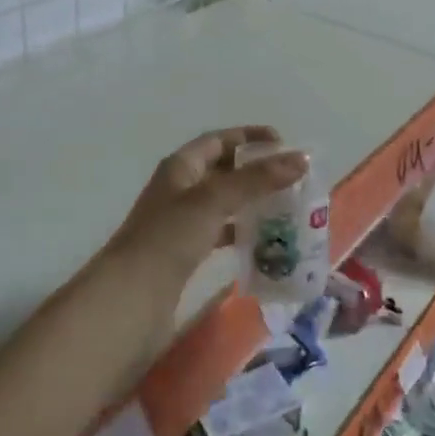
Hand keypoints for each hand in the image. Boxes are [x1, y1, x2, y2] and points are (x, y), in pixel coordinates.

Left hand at [107, 127, 308, 289]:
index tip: (284, 142)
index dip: (249, 137)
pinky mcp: (186, 253)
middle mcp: (180, 189)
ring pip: (224, 203)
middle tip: (293, 179)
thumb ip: (257, 179)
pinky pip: (220, 233)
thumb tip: (302, 158)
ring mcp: (181, 223)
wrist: (131, 298)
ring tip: (288, 209)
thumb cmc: (169, 238)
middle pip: (223, 171)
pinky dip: (242, 232)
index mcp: (180, 167)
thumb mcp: (214, 200)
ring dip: (252, 203)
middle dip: (256, 171)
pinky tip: (265, 241)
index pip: (218, 140)